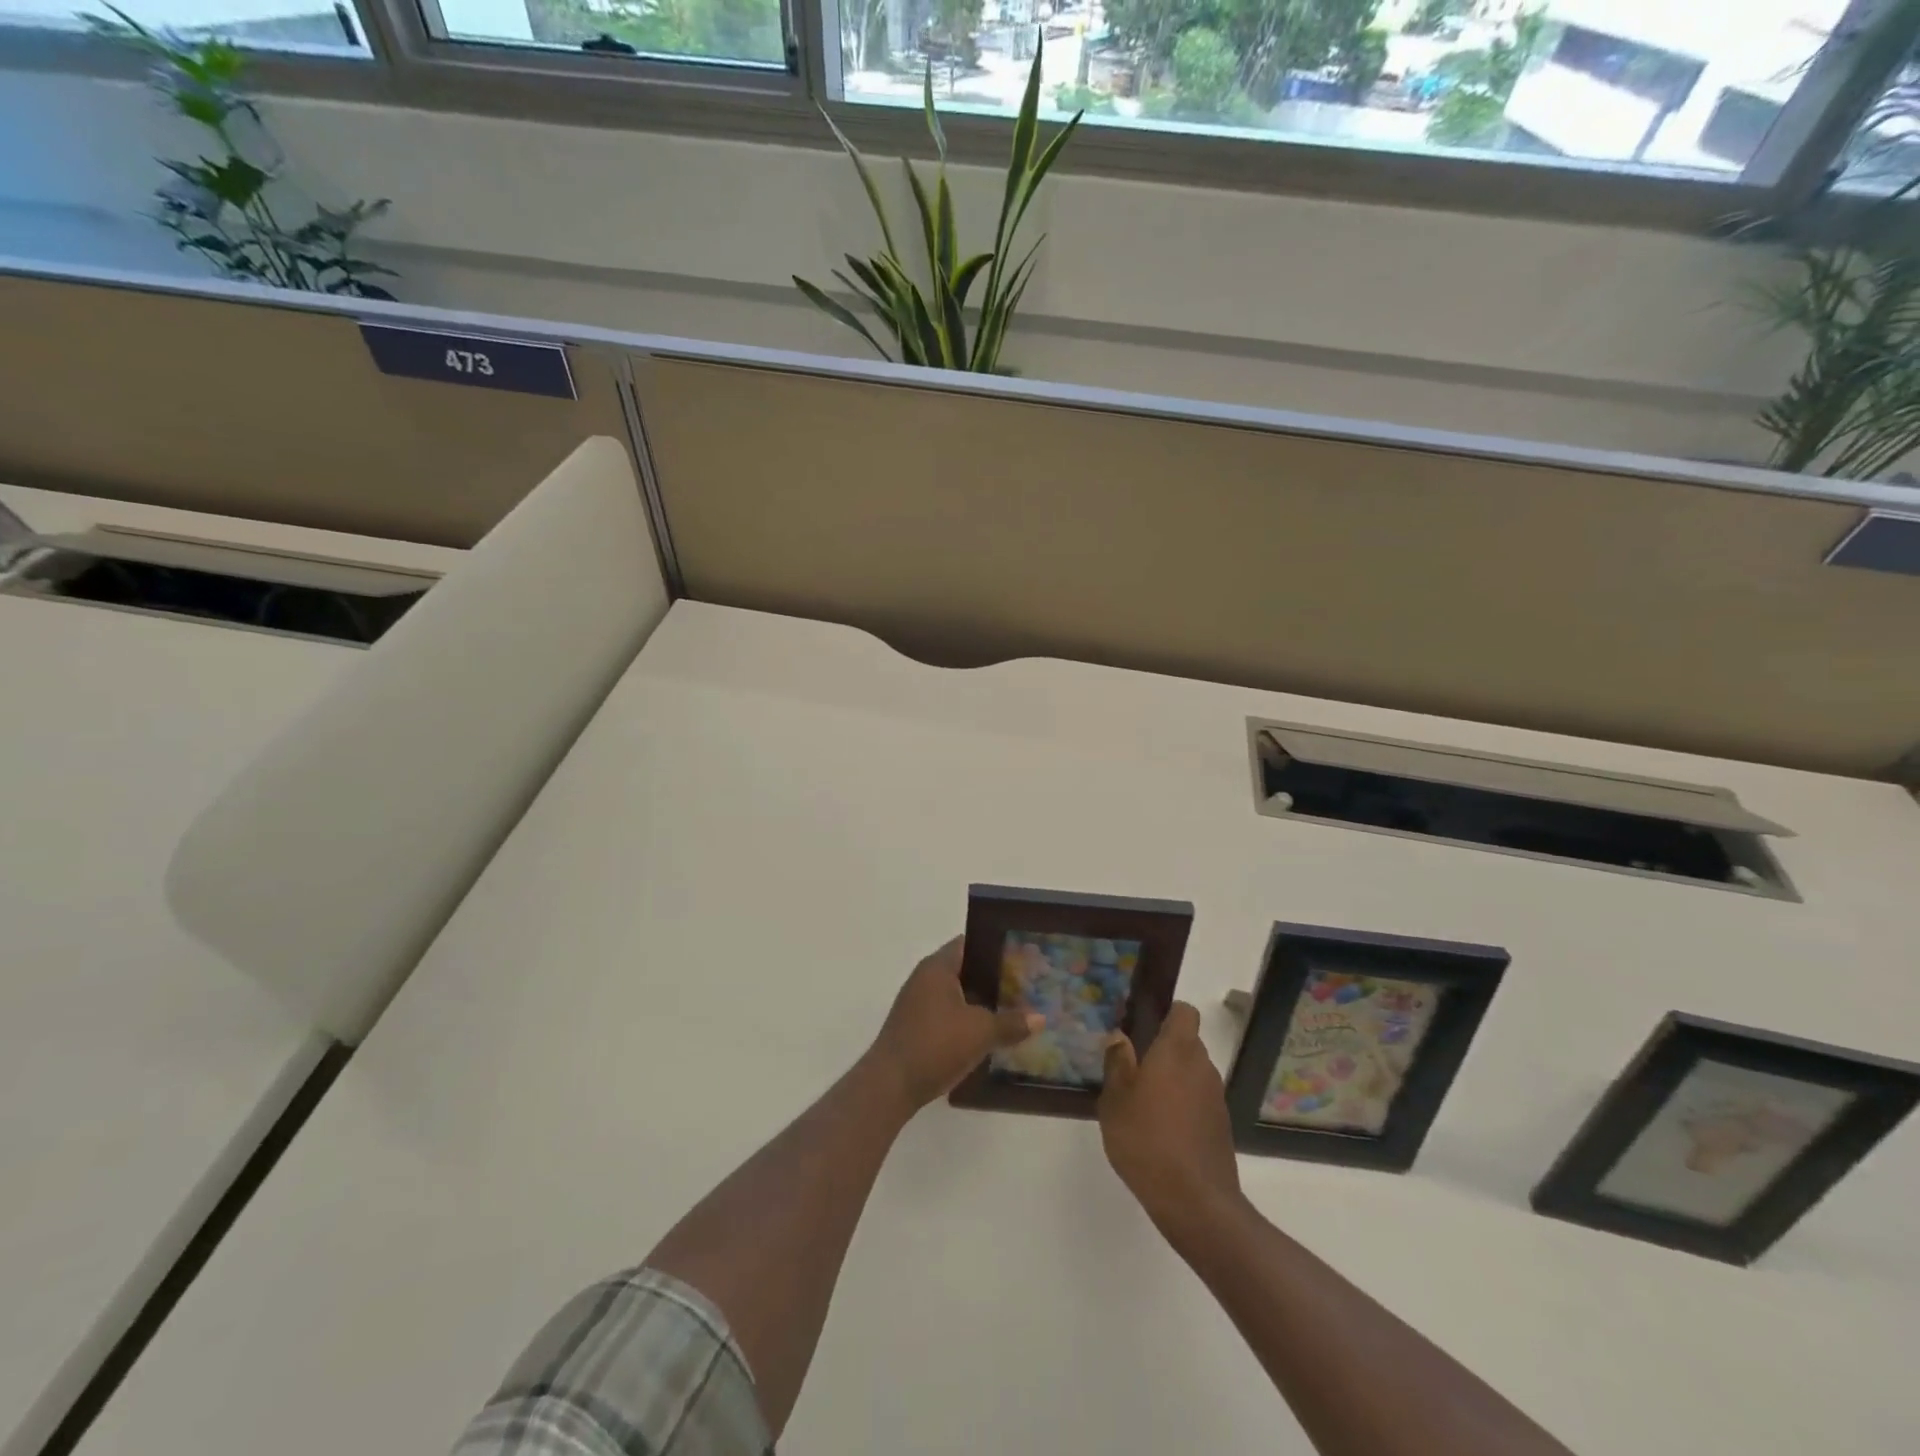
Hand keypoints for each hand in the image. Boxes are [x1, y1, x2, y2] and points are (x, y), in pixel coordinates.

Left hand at [866, 937, 1040, 1112]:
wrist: (890, 1085)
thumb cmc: (935, 1044)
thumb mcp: (980, 1032)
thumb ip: (1011, 1022)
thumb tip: (1040, 1018)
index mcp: (938, 967)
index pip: (969, 943)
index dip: (995, 947)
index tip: (1022, 955)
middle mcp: (925, 978)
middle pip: (965, 969)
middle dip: (993, 977)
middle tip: (1025, 985)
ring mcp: (918, 1004)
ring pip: (957, 994)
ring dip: (981, 1002)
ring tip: (1013, 1010)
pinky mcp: (916, 1027)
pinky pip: (948, 1014)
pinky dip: (967, 1019)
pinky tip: (988, 1034)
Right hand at [1098, 1002, 1241, 1230]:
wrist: (1194, 1201)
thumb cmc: (1146, 1139)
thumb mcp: (1115, 1100)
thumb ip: (1117, 1063)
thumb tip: (1119, 1037)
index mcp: (1177, 1051)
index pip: (1185, 1012)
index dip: (1167, 1013)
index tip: (1144, 1026)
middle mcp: (1202, 1066)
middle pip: (1187, 1043)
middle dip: (1164, 1050)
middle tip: (1134, 1067)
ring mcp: (1216, 1098)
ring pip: (1193, 1073)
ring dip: (1173, 1080)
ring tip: (1144, 1103)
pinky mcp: (1221, 1126)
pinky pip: (1199, 1100)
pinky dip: (1184, 1106)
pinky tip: (1161, 1130)